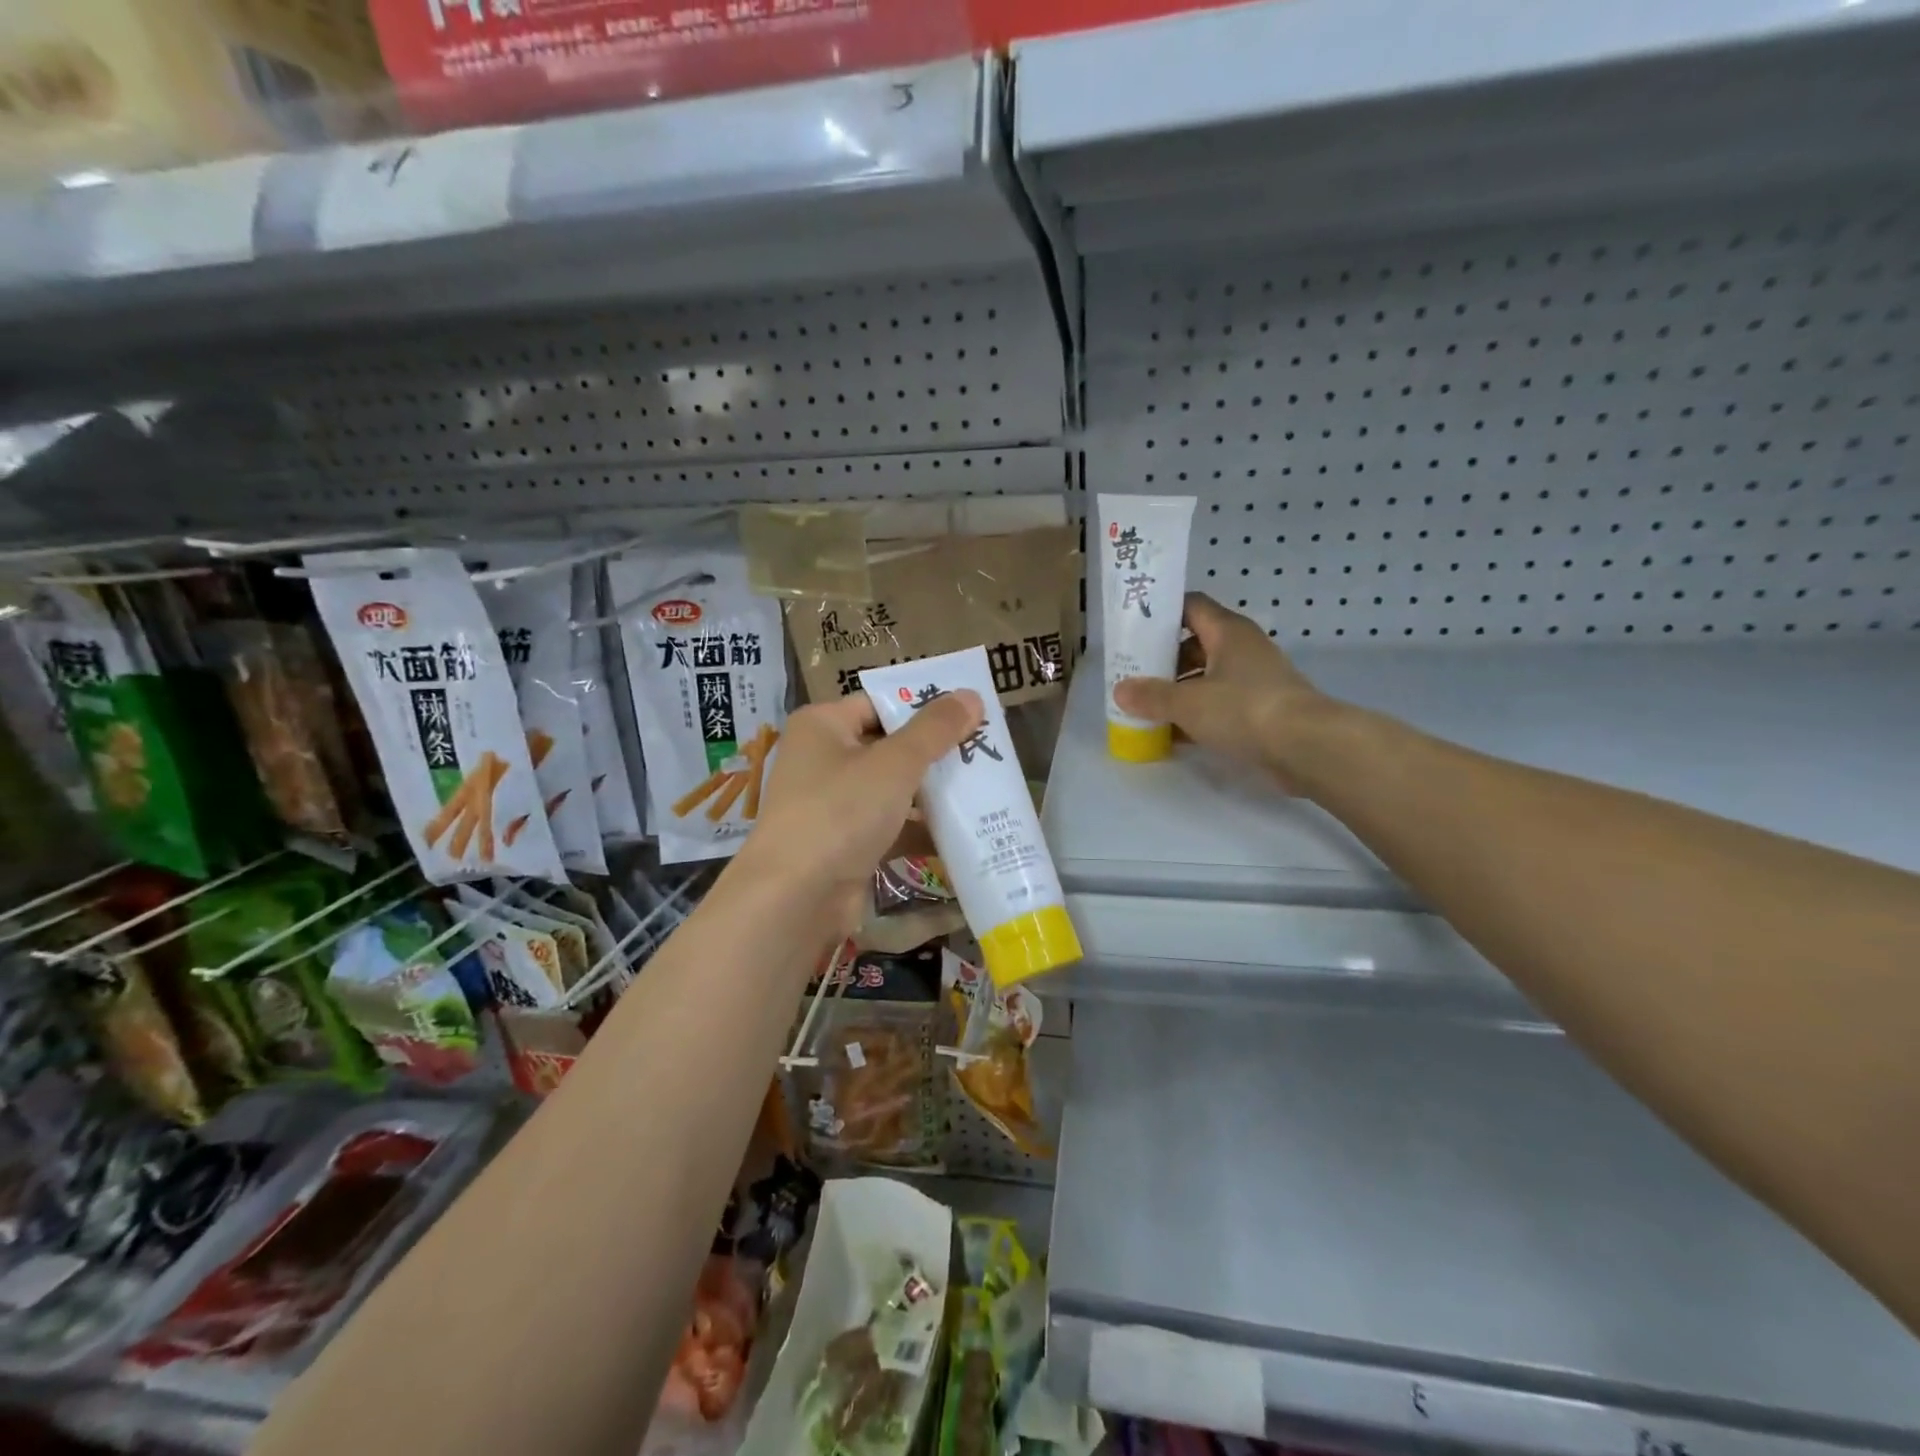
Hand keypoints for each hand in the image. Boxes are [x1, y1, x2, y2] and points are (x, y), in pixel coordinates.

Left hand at [732, 690, 983, 938]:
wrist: (795, 899)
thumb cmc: (840, 812)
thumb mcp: (895, 764)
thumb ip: (935, 729)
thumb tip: (972, 694)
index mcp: (822, 725)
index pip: (880, 703)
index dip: (924, 705)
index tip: (970, 712)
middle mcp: (822, 759)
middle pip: (888, 746)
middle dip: (935, 752)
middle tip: (986, 749)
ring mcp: (832, 804)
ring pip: (892, 789)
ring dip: (933, 792)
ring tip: (985, 787)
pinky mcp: (844, 843)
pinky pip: (890, 826)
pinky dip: (920, 829)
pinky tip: (964, 832)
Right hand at [1113, 593, 1327, 786]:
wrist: (1306, 747)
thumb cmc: (1244, 709)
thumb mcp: (1188, 702)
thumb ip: (1151, 696)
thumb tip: (1120, 691)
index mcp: (1228, 632)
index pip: (1190, 606)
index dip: (1162, 613)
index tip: (1134, 629)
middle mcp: (1242, 650)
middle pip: (1195, 645)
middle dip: (1164, 660)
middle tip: (1133, 675)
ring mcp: (1254, 681)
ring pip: (1207, 678)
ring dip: (1178, 692)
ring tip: (1145, 707)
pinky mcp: (1260, 712)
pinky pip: (1219, 706)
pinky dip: (1196, 717)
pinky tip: (1171, 734)